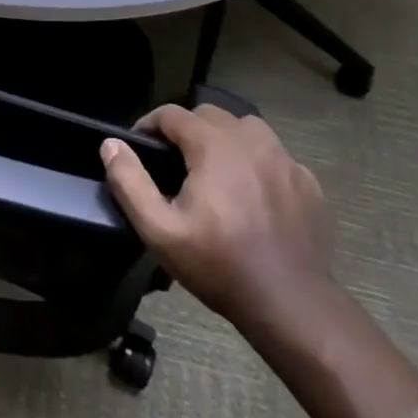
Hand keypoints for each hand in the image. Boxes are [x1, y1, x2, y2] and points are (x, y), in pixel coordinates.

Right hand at [101, 103, 335, 334]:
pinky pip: (275, 156)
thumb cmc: (219, 264)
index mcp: (214, 145)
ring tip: (214, 171)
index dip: (149, 124)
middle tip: (174, 163)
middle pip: (210, 114)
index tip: (139, 146)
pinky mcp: (307, 182)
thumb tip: (111, 144)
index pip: (172, 113)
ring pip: (246, 128)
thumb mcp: (160, 230)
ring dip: (225, 139)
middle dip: (187, 129)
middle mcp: (251, 140)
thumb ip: (130, 182)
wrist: (291, 304)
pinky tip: (252, 194)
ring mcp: (285, 159)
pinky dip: (257, 163)